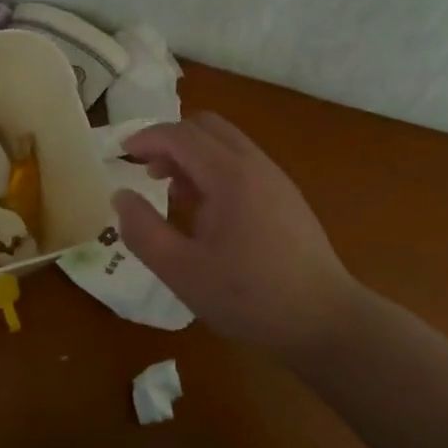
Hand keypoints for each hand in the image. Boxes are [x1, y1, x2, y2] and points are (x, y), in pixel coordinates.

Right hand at [113, 114, 363, 355]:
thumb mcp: (181, 271)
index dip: (147, 138)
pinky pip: (242, 163)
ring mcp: (276, 178)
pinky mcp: (286, 196)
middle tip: (145, 169)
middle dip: (170, 140)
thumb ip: (143, 231)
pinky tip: (207, 211)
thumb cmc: (248, 297)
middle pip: (206, 127)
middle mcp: (255, 165)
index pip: (180, 135)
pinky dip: (215, 169)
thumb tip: (121, 196)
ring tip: (172, 193)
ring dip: (193, 155)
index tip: (122, 154)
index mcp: (230, 176)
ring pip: (226, 143)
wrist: (325, 320)